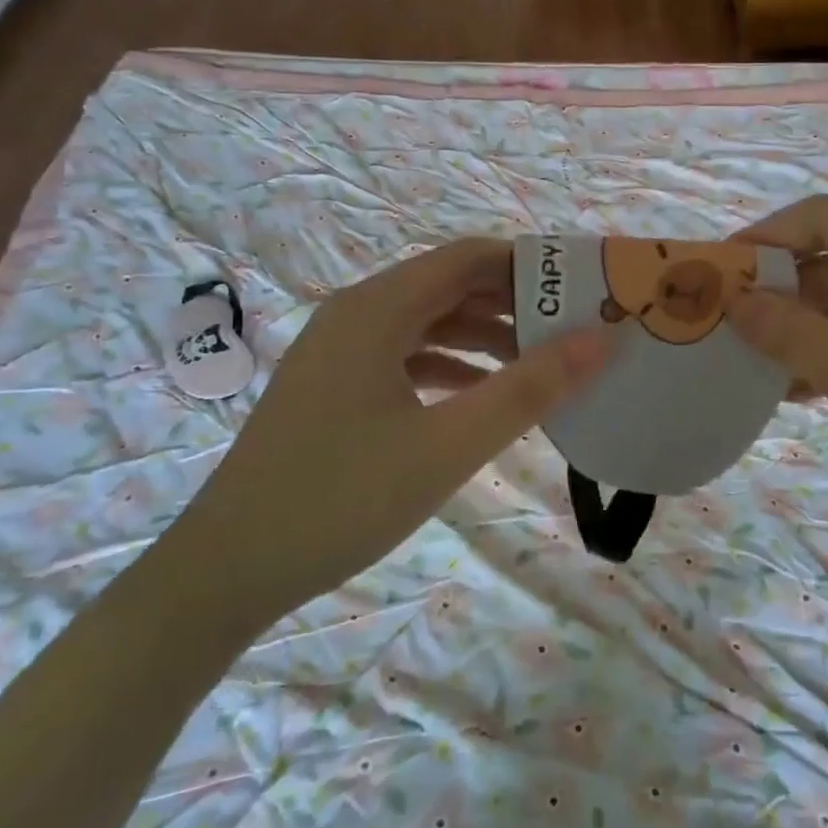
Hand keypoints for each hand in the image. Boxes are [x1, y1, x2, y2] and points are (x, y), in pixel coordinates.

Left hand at [185, 239, 608, 621]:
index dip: (529, 265)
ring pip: (427, 324)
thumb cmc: (342, 497)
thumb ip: (528, 389)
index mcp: (377, 308)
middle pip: (448, 287)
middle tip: (574, 330)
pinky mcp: (334, 387)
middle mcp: (355, 314)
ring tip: (542, 365)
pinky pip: (405, 358)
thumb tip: (599, 340)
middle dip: (512, 304)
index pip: (468, 258)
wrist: (228, 569)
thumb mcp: (449, 444)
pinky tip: (482, 398)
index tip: (582, 290)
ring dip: (483, 338)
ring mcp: (339, 352)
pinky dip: (450, 368)